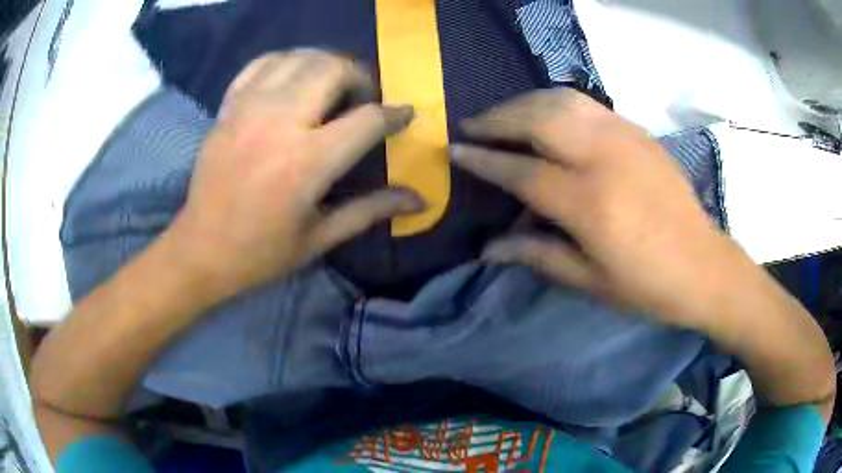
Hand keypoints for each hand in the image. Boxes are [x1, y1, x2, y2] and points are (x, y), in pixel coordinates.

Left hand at [163, 50, 423, 298]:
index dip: (394, 114)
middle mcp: (279, 123)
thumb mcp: (320, 237)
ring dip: (324, 63)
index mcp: (306, 162)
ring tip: (330, 84)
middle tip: (361, 97)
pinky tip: (292, 78)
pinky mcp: (228, 108)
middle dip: (359, 76)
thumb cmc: (261, 252)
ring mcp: (248, 109)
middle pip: (333, 68)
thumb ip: (371, 210)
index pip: (367, 119)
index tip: (403, 115)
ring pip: (298, 57)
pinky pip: (260, 64)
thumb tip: (419, 200)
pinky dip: (284, 62)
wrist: (200, 249)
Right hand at [451, 89, 743, 329]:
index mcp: (590, 204)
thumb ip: (537, 255)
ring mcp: (625, 137)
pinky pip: (587, 104)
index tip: (455, 150)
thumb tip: (487, 248)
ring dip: (524, 102)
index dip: (484, 160)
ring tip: (503, 115)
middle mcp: (605, 158)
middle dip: (498, 118)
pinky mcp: (638, 132)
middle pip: (538, 119)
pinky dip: (556, 102)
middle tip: (472, 125)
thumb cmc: (648, 285)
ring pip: (562, 100)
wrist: (704, 266)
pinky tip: (546, 113)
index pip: (522, 171)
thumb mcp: (590, 282)